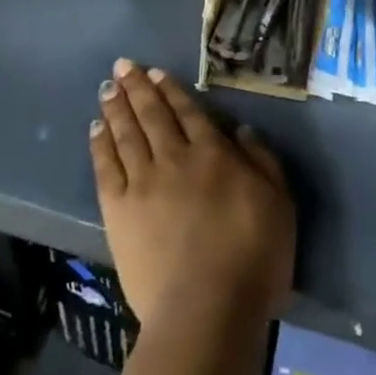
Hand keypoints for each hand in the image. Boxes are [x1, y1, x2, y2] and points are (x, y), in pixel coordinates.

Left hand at [90, 59, 294, 325]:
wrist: (207, 308)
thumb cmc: (253, 257)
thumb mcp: (280, 203)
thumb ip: (262, 161)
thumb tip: (240, 129)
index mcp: (212, 153)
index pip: (187, 111)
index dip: (170, 90)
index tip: (154, 73)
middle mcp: (173, 158)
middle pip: (151, 115)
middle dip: (136, 87)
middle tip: (122, 66)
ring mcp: (142, 183)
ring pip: (125, 134)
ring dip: (116, 108)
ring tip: (107, 88)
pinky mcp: (118, 211)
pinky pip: (106, 167)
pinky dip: (99, 144)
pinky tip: (95, 128)